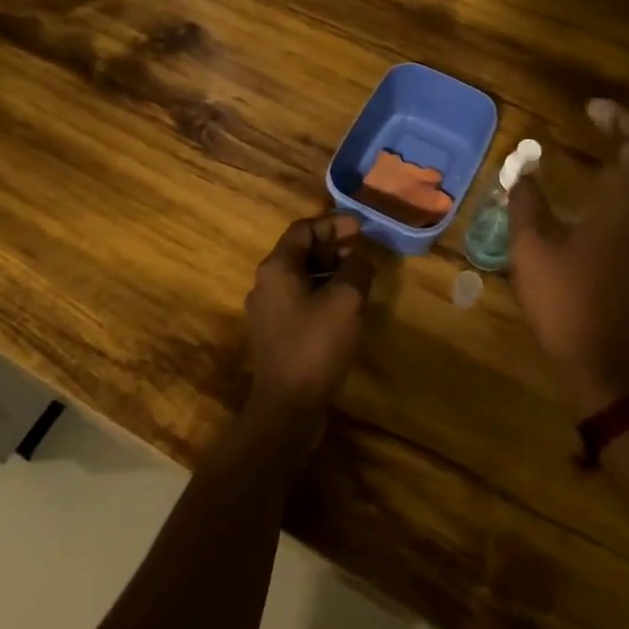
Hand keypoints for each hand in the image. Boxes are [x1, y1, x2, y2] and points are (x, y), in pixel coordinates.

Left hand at [242, 213, 376, 433]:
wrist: (287, 406)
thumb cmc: (315, 344)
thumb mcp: (345, 300)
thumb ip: (356, 269)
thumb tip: (361, 255)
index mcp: (276, 268)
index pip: (303, 229)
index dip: (333, 223)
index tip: (360, 227)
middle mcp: (265, 283)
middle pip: (300, 252)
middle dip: (333, 247)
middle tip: (363, 252)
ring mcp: (268, 310)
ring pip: (301, 277)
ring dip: (330, 271)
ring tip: (359, 277)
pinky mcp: (275, 333)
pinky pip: (300, 300)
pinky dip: (322, 292)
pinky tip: (346, 306)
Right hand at [509, 100, 628, 417]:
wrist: (602, 362)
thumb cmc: (565, 299)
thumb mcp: (531, 246)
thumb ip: (526, 200)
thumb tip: (522, 169)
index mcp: (628, 205)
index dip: (618, 119)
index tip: (591, 108)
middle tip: (600, 122)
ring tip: (609, 149)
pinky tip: (615, 194)